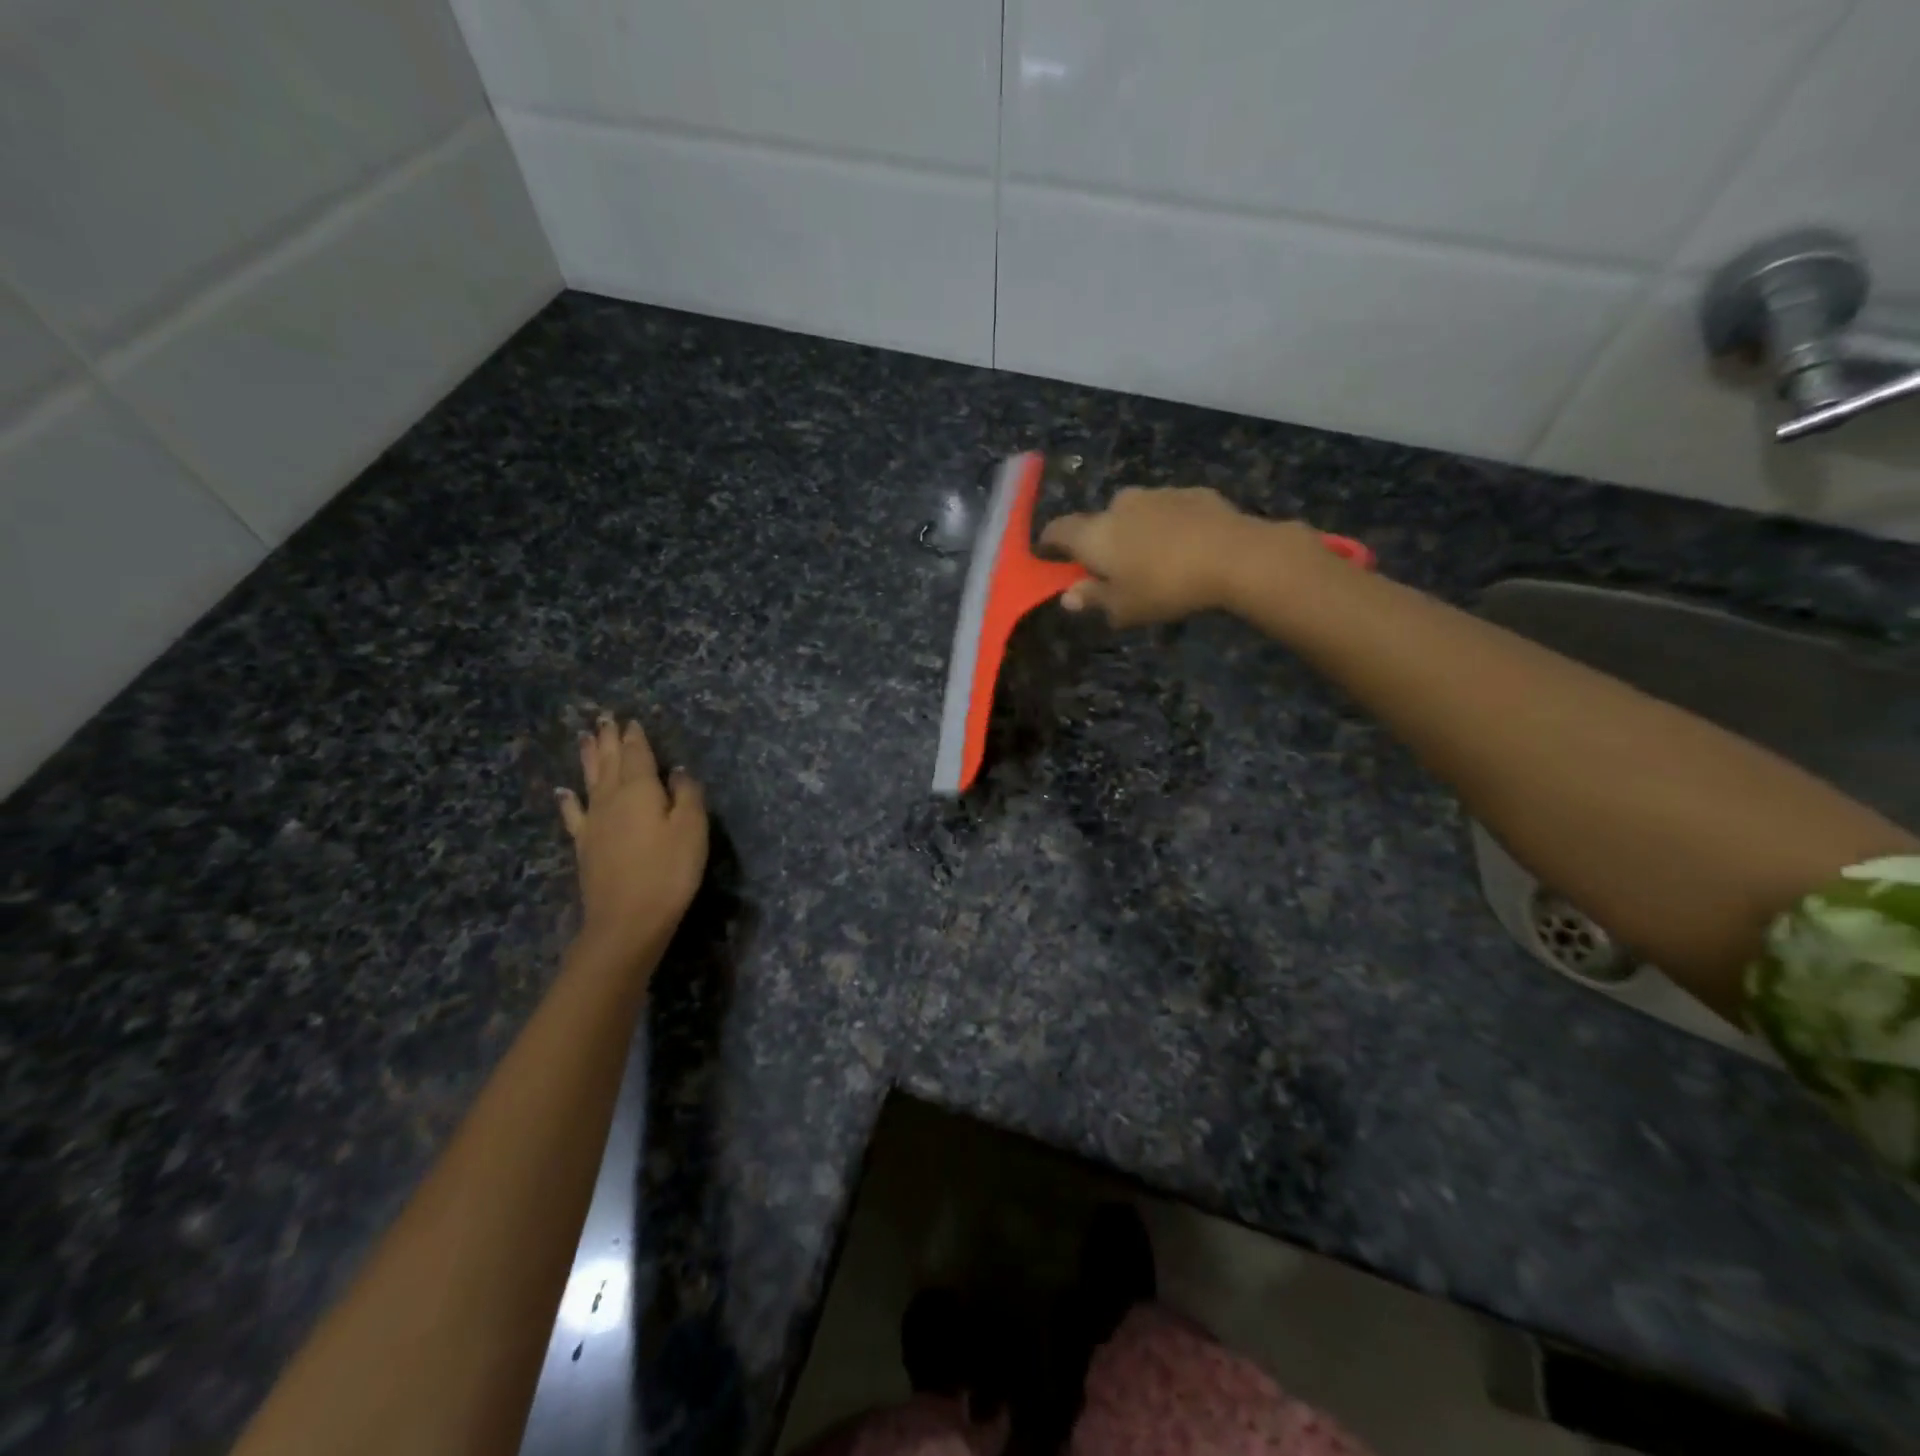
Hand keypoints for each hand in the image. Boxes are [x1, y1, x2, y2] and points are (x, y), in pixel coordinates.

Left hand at [556, 715, 707, 971]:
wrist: (627, 920)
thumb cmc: (668, 871)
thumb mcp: (692, 829)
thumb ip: (687, 795)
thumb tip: (677, 771)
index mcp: (640, 790)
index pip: (638, 755)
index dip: (635, 737)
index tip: (630, 720)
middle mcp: (612, 799)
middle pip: (610, 762)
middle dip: (609, 740)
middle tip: (603, 718)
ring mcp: (594, 823)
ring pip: (590, 781)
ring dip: (589, 758)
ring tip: (585, 738)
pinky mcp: (585, 846)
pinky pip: (574, 814)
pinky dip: (569, 800)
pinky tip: (564, 792)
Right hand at [1039, 487, 1331, 627]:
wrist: (1234, 556)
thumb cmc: (1165, 587)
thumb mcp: (1123, 607)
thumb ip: (1093, 599)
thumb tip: (1068, 596)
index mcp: (1095, 534)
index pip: (1058, 530)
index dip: (1049, 543)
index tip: (1049, 556)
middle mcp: (1119, 505)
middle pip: (1099, 522)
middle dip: (1102, 541)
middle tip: (1115, 569)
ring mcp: (1157, 494)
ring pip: (1135, 513)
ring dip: (1137, 532)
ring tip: (1155, 560)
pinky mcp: (1192, 492)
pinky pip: (1169, 510)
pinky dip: (1168, 525)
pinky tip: (1186, 547)